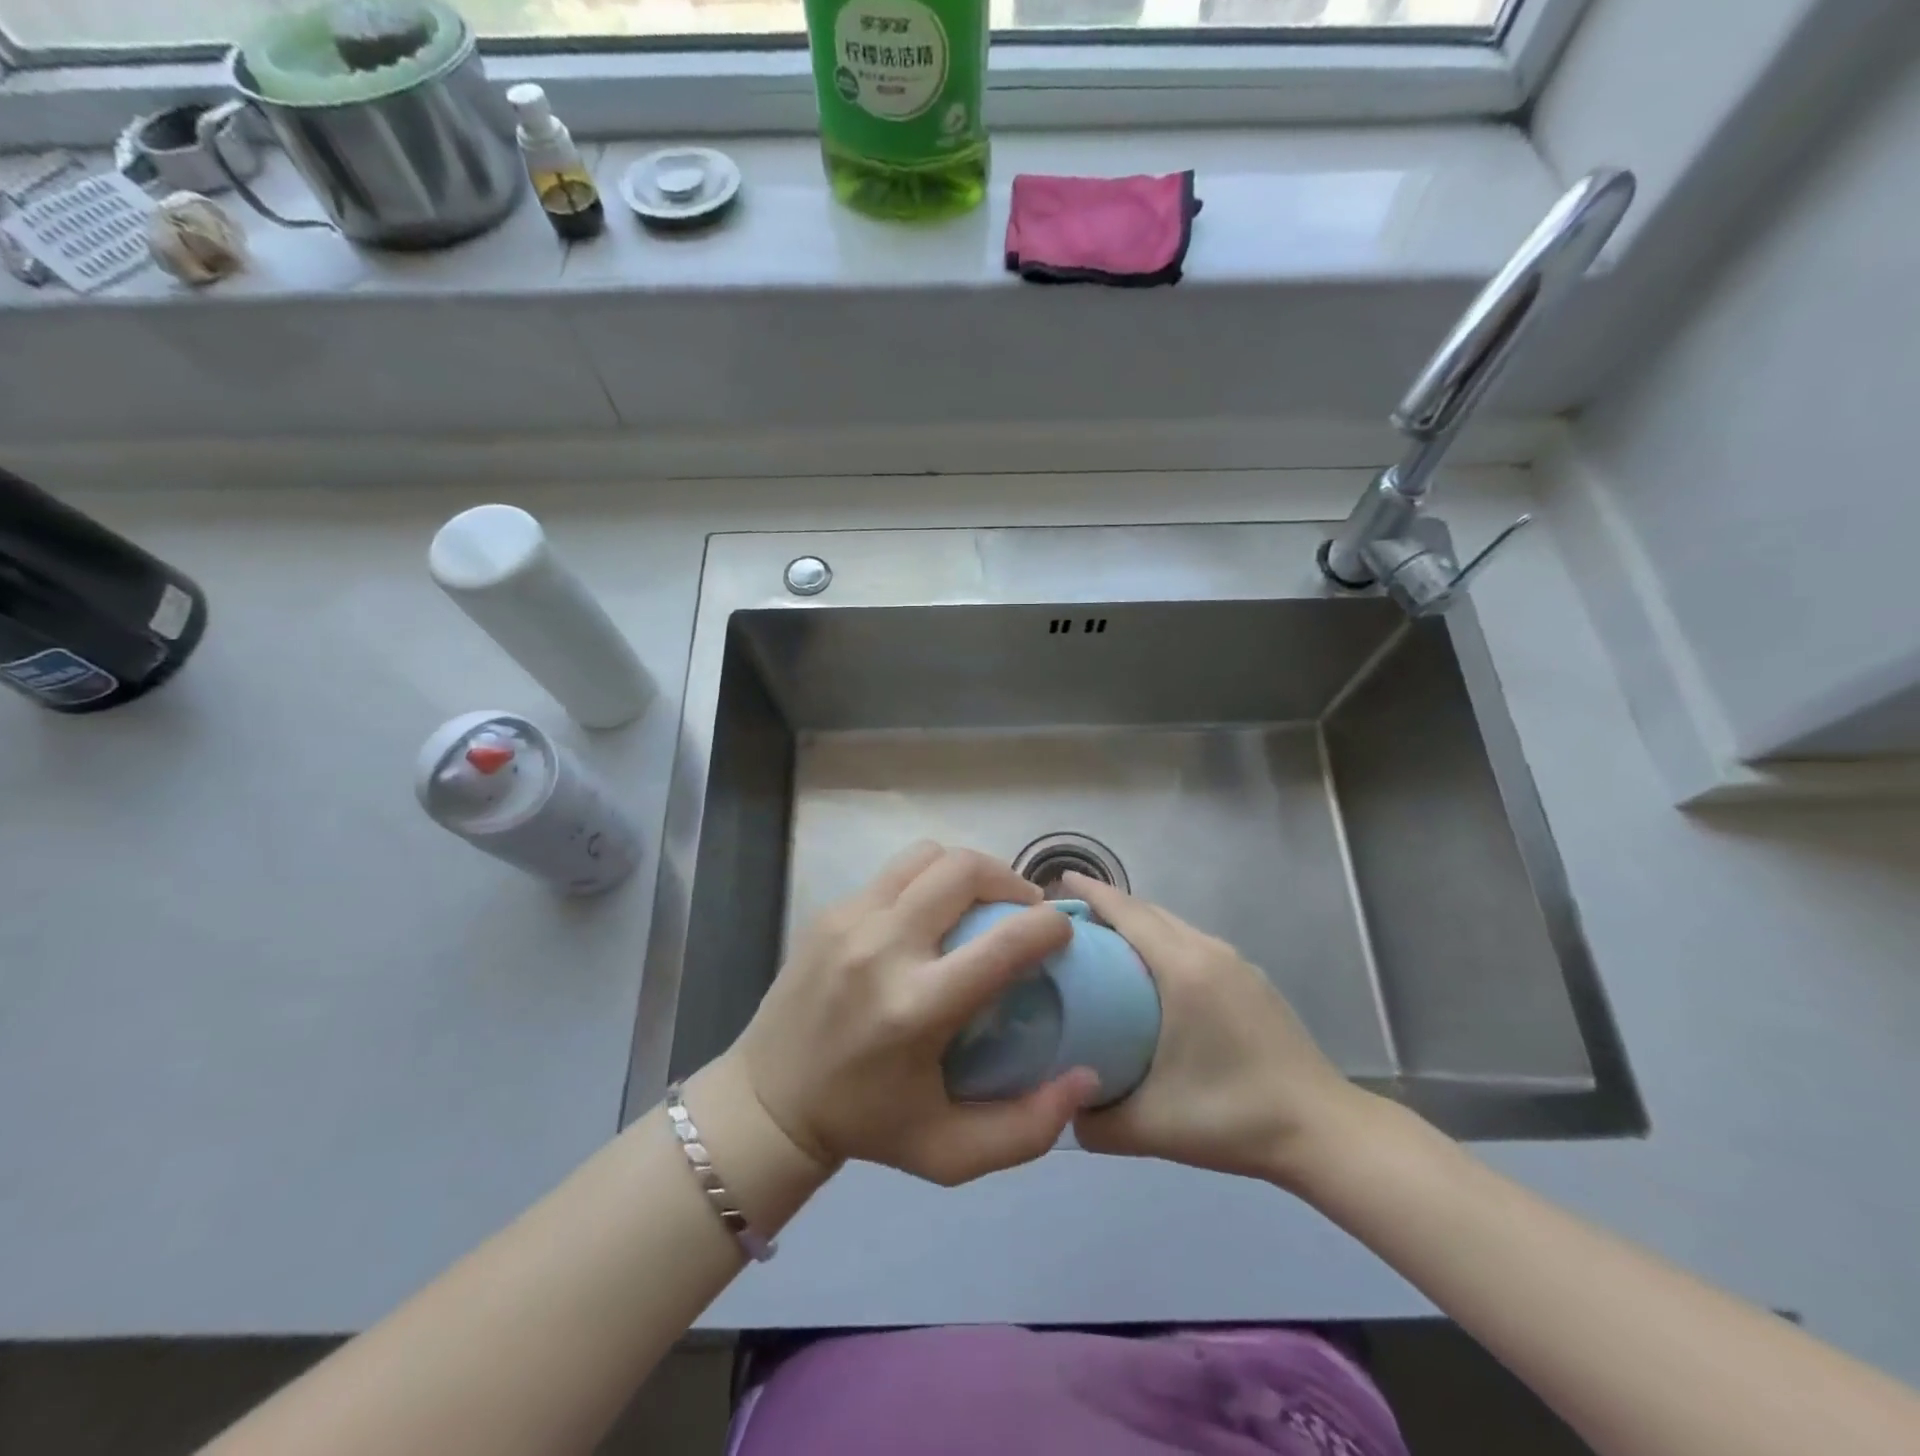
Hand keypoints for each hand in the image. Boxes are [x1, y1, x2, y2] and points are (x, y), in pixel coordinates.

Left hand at [732, 843, 1101, 1186]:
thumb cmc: (868, 1127)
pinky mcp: (830, 911)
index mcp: (916, 1008)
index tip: (1062, 929)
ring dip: (967, 870)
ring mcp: (850, 920)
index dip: (1048, 925)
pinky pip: (895, 872)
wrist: (768, 1102)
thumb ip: (1028, 1128)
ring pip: (928, 855)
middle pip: (964, 870)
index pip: (1002, 943)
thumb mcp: (952, 1154)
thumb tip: (1085, 1076)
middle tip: (1023, 910)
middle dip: (1010, 880)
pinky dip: (927, 881)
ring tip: (979, 902)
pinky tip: (929, 916)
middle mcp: (883, 948)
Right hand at [1063, 872, 1371, 1191]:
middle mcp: (1209, 951)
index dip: (1091, 893)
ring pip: (1175, 925)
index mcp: (1183, 970)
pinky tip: (1154, 975)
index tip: (1058, 882)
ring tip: (1105, 944)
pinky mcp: (1252, 980)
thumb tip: (1065, 1109)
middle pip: (1149, 911)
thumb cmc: (1233, 1117)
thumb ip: (1095, 1122)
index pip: (1128, 913)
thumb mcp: (1151, 1127)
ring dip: (1138, 923)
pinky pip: (1195, 942)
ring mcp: (1236, 963)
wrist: (1322, 1131)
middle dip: (1109, 905)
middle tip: (1070, 921)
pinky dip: (1164, 941)